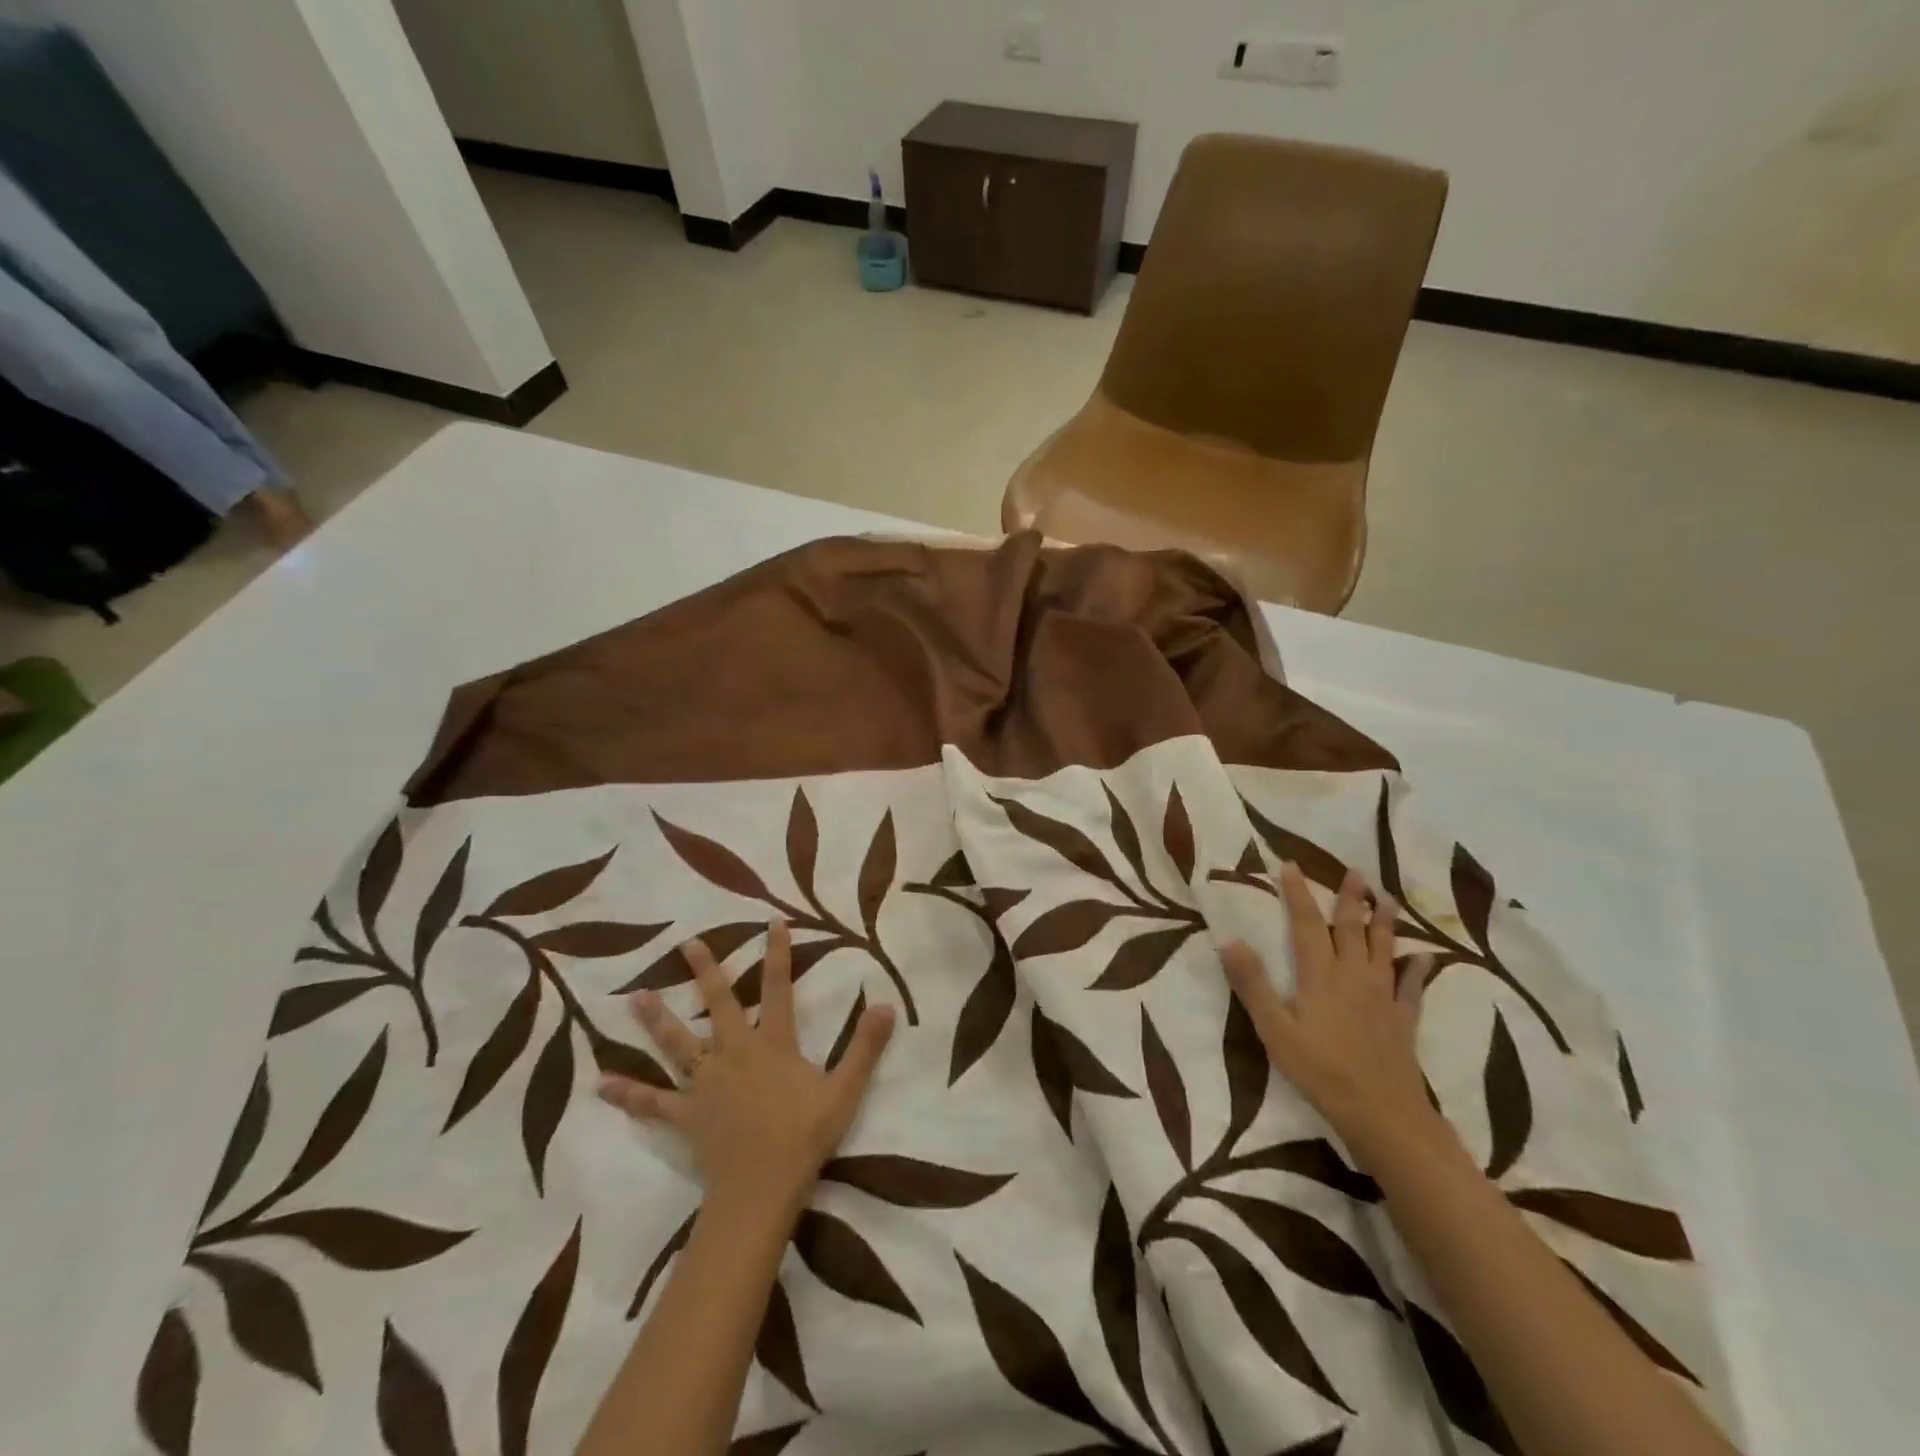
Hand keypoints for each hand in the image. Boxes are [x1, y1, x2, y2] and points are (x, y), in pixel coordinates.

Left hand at [599, 919, 896, 1212]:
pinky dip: (628, 1094)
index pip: (777, 988)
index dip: (777, 955)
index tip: (772, 923)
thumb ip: (865, 1046)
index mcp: (772, 1043)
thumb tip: (887, 1003)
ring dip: (657, 1019)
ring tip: (635, 997)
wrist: (761, 1188)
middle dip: (706, 972)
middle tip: (687, 945)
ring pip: (678, 1044)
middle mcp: (734, 1053)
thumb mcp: (844, 1089)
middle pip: (718, 1005)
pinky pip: (653, 1103)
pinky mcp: (686, 1114)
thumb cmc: (804, 1136)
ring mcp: (706, 1083)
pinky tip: (601, 1085)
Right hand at [1221, 864, 1436, 1160]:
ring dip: (1385, 922)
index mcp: (1320, 976)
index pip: (1307, 924)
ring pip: (1384, 950)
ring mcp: (1382, 998)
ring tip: (1388, 899)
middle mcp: (1354, 977)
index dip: (1298, 894)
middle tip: (1356, 872)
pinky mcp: (1403, 1020)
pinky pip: (1411, 988)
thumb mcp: (1274, 1030)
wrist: (1382, 1114)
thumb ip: (1253, 985)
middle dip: (1351, 899)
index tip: (1291, 865)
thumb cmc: (1320, 1071)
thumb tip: (1229, 940)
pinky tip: (1425, 957)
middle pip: (1352, 929)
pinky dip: (1417, 970)